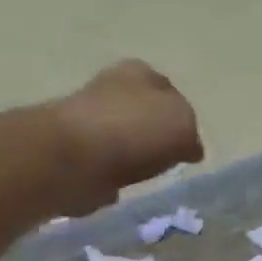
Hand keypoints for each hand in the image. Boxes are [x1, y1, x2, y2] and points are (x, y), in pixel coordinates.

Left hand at [50, 59, 203, 214]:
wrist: (75, 159)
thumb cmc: (134, 132)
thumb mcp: (182, 125)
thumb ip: (190, 134)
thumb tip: (188, 149)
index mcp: (139, 72)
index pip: (168, 90)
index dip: (181, 116)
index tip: (187, 144)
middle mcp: (109, 88)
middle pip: (141, 113)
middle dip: (152, 134)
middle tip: (167, 161)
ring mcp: (86, 121)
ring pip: (119, 139)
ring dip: (129, 156)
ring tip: (143, 177)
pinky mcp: (71, 154)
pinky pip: (100, 166)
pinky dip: (108, 176)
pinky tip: (117, 188)